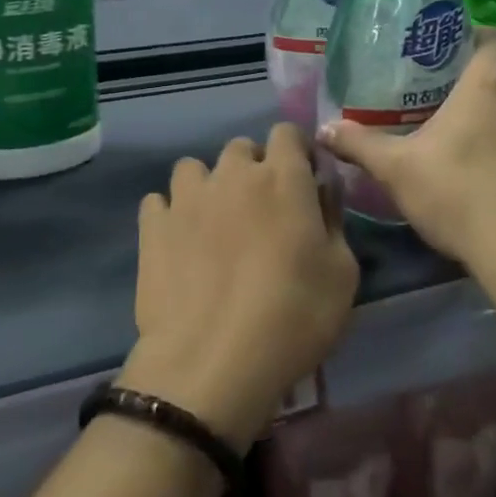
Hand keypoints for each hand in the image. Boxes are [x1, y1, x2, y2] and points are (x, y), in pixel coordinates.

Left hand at [119, 125, 358, 450]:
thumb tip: (321, 190)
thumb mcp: (342, 275)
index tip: (302, 182)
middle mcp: (233, 173)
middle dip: (252, 169)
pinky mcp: (153, 225)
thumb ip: (334, 220)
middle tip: (260, 212)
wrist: (213, 363)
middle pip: (241, 148)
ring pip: (195, 168)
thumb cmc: (293, 318)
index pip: (287, 132)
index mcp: (282, 177)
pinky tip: (178, 243)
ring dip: (207, 187)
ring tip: (213, 225)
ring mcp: (187, 196)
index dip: (295, 152)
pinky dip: (169, 215)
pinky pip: (158, 202)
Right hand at [316, 28, 495, 288]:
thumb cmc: (461, 196)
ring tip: (468, 130)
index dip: (474, 36)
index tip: (447, 50)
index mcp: (491, 84)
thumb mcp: (398, 170)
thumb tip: (323, 129)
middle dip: (481, 75)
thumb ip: (360, 144)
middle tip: (445, 92)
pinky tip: (494, 168)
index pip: (494, 37)